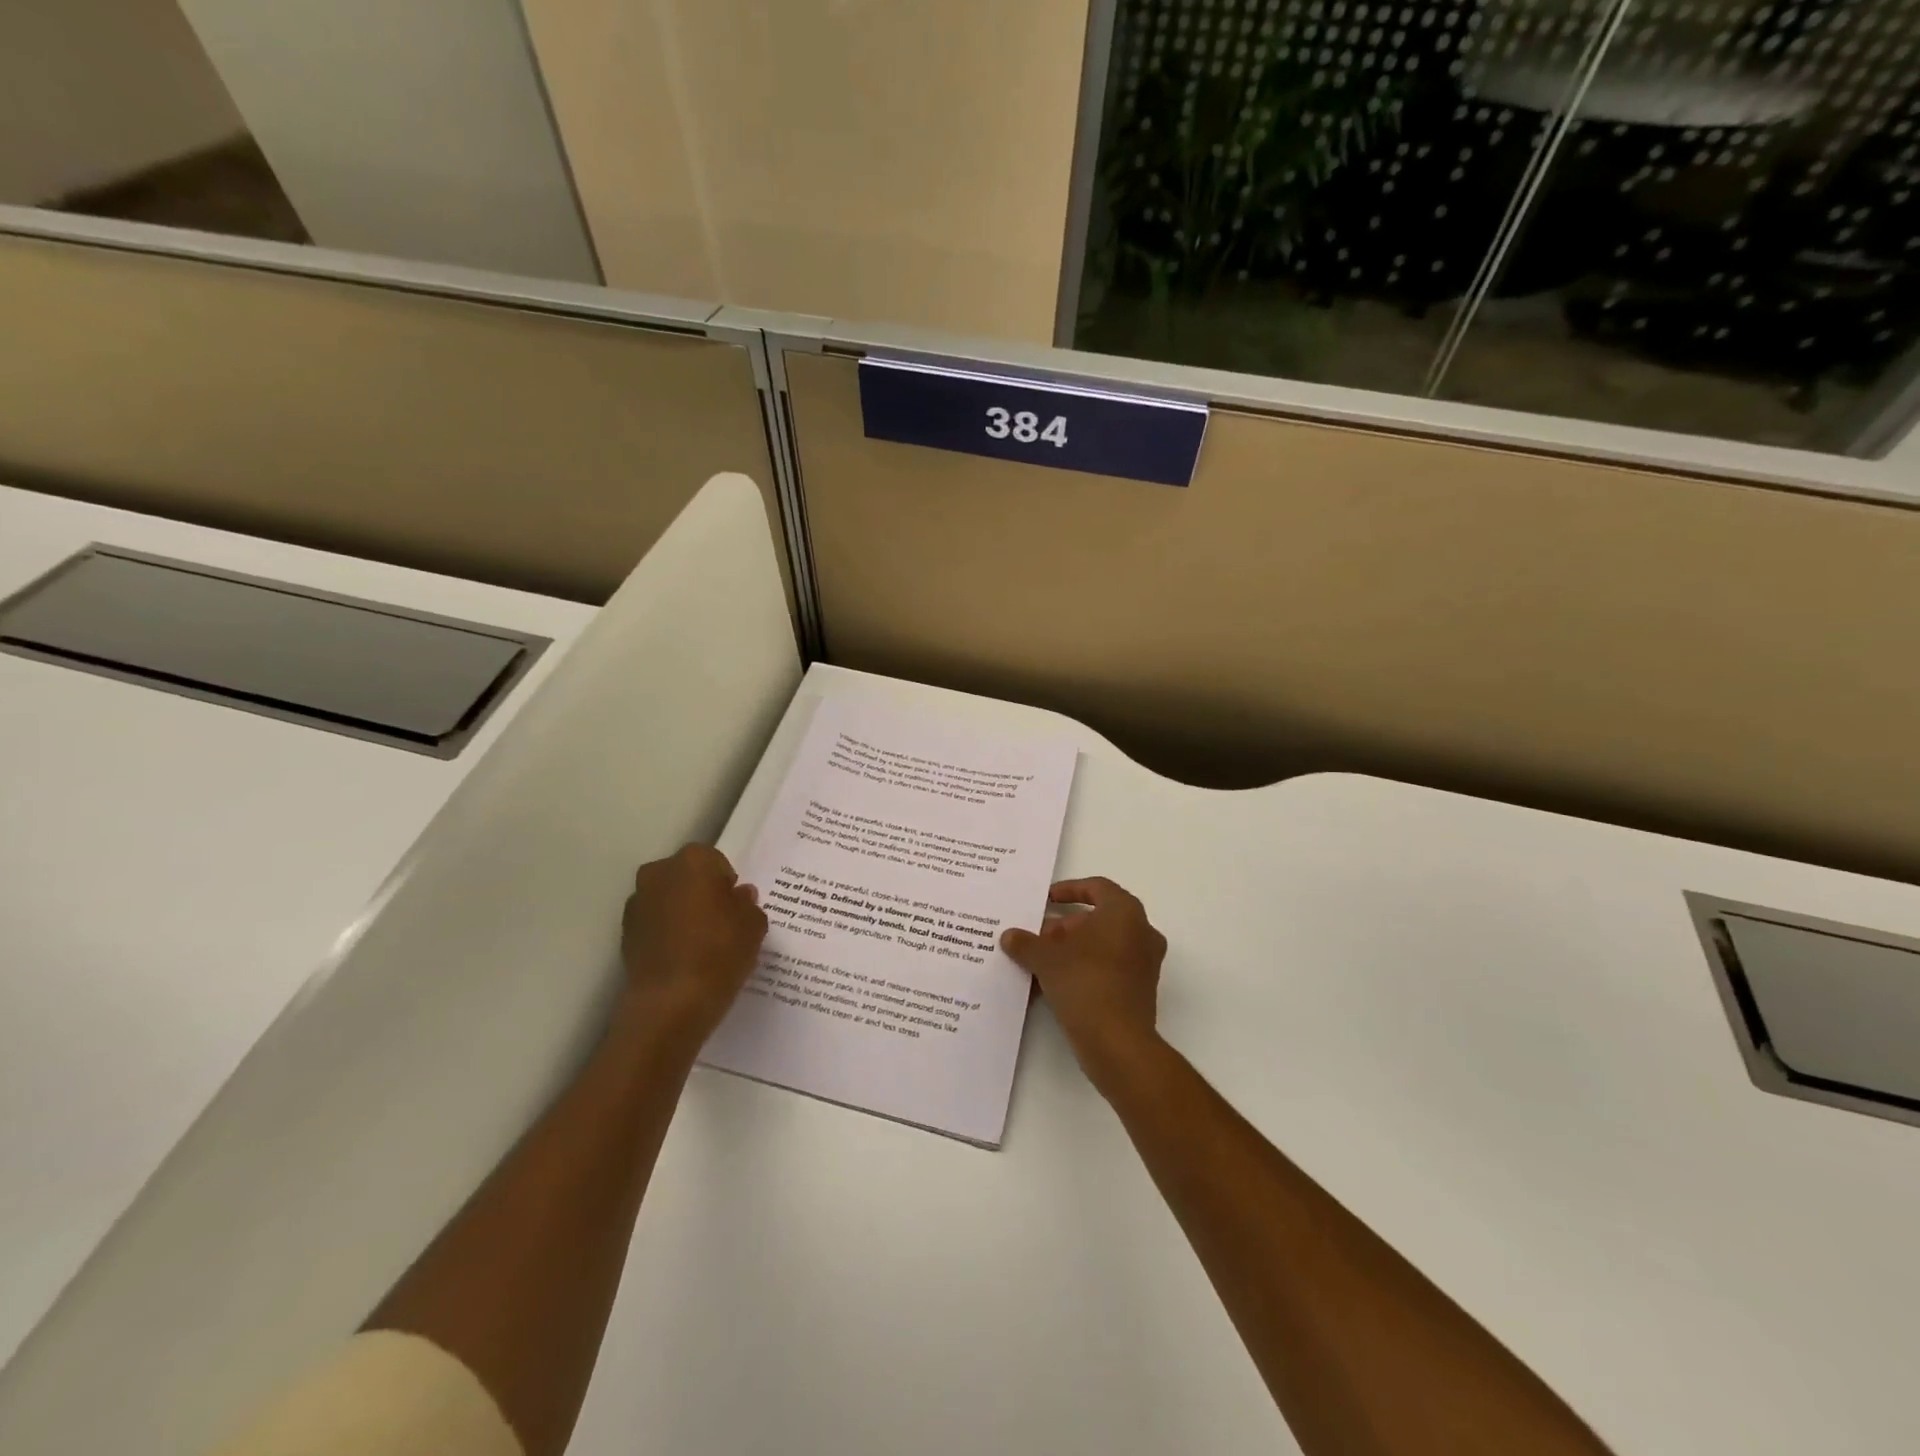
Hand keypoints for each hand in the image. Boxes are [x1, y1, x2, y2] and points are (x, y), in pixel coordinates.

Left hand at [620, 845, 767, 1043]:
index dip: (727, 884)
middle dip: (701, 893)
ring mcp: (637, 903)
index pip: (715, 861)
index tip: (736, 908)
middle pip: (686, 877)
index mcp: (692, 861)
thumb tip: (738, 897)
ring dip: (681, 913)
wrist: (671, 1002)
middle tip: (720, 922)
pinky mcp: (625, 934)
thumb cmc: (720, 951)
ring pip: (667, 900)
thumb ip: (748, 904)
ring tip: (701, 944)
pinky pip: (654, 924)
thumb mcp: (754, 924)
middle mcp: (658, 873)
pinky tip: (683, 957)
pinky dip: (666, 934)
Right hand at [1001, 877, 1167, 1093]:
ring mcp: (1144, 963)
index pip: (1097, 887)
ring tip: (1040, 962)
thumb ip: (1026, 943)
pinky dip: (1084, 970)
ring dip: (1072, 950)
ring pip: (1102, 945)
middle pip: (1098, 919)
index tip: (1046, 900)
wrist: (1117, 1042)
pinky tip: (1054, 985)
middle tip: (1037, 938)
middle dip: (1064, 927)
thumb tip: (1009, 936)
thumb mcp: (1046, 959)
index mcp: (1125, 912)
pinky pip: (1108, 969)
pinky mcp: (1140, 991)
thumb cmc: (1085, 982)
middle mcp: (1141, 932)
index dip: (1069, 890)